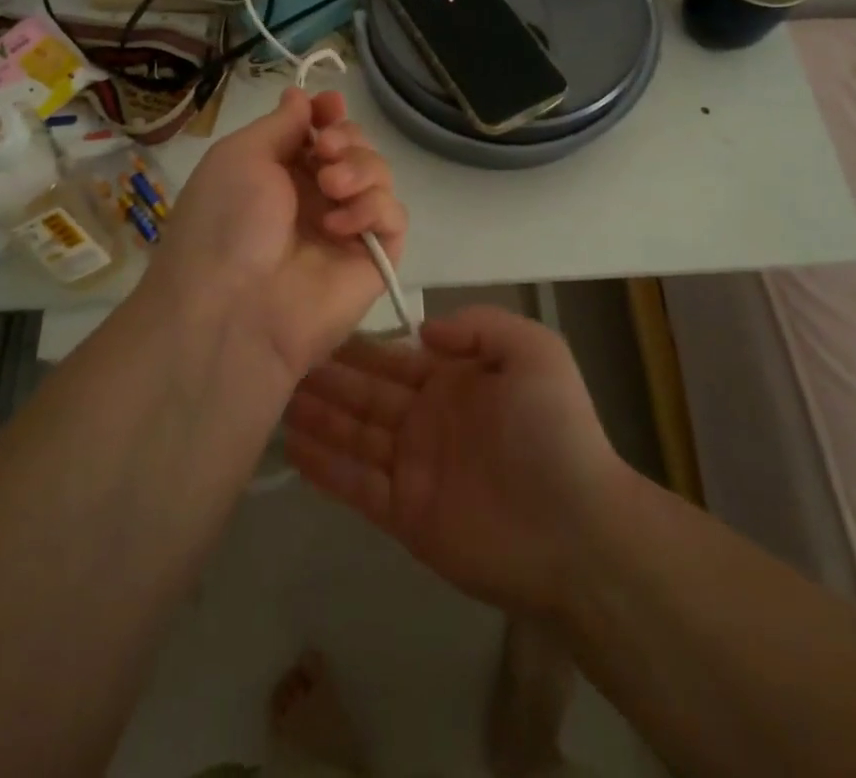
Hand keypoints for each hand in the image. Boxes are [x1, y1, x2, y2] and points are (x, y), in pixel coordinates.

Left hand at [139, 88, 407, 380]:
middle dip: (346, 138)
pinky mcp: (374, 259)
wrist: (233, 307)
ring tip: (331, 187)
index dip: (329, 114)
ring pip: (380, 175)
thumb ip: (281, 124)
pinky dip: (373, 210)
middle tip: (326, 151)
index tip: (331, 105)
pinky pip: (394, 217)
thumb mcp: (240, 155)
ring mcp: (346, 228)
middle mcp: (315, 197)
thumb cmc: (226, 221)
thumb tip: (301, 96)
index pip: (320, 132)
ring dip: (361, 169)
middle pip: (355, 147)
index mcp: (280, 172)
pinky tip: (339, 226)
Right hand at [284, 307, 625, 617]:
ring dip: (319, 418)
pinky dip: (326, 468)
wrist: (577, 529)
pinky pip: (357, 485)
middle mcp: (428, 419)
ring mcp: (414, 467)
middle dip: (328, 378)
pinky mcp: (405, 514)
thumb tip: (422, 330)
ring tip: (278, 398)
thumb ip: (479, 326)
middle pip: (366, 394)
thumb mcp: (533, 352)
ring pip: (355, 435)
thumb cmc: (553, 430)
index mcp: (454, 382)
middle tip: (281, 360)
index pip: (394, 359)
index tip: (317, 330)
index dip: (357, 348)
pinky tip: (292, 448)